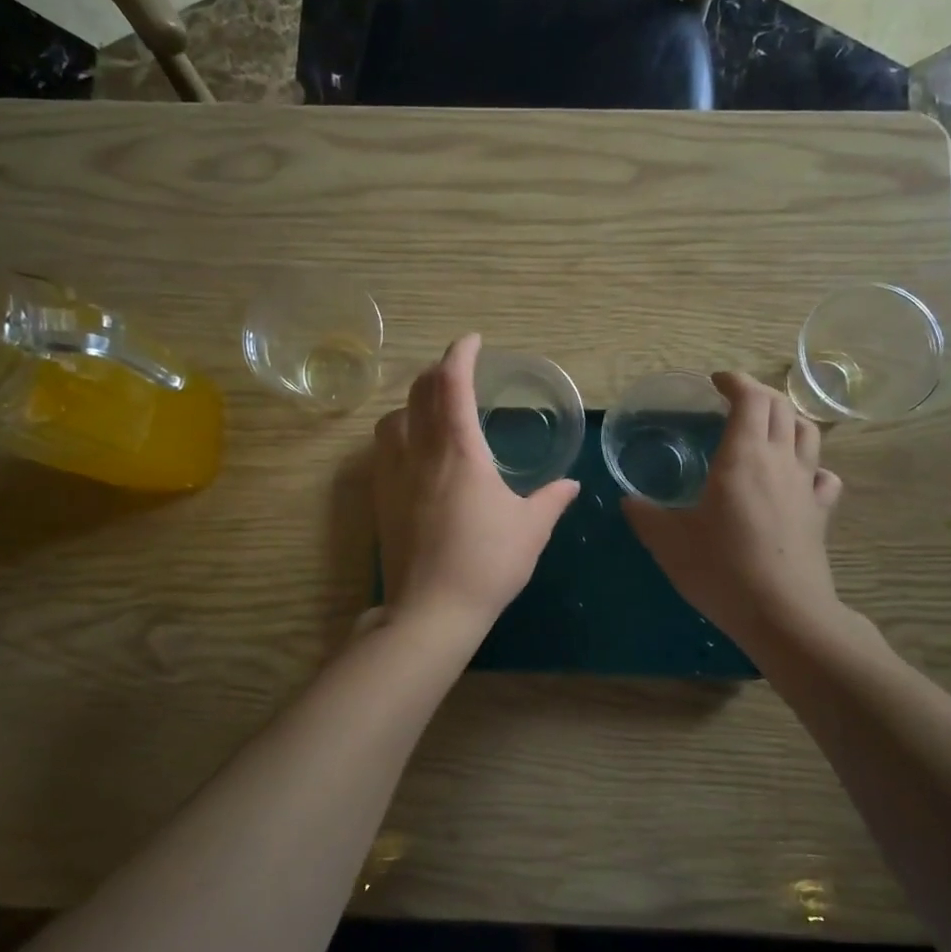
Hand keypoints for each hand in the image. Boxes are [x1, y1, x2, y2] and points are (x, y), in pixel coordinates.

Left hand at [373, 334, 579, 639]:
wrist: (431, 610)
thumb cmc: (487, 564)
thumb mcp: (530, 529)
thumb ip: (550, 500)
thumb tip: (570, 485)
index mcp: (460, 451)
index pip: (453, 384)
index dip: (461, 354)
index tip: (472, 341)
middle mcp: (421, 452)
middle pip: (419, 392)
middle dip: (437, 371)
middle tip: (458, 371)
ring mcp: (394, 474)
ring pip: (393, 417)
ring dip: (412, 401)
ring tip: (432, 409)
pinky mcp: (380, 498)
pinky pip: (383, 448)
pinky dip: (398, 432)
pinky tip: (413, 450)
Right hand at [622, 372, 843, 648]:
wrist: (783, 614)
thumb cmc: (721, 569)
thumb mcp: (669, 542)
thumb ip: (645, 515)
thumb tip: (629, 501)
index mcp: (743, 456)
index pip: (750, 398)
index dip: (735, 381)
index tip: (716, 381)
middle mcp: (779, 460)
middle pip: (781, 407)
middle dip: (758, 394)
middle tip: (734, 400)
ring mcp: (806, 486)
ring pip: (808, 433)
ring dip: (787, 419)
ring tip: (767, 426)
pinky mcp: (820, 513)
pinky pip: (823, 475)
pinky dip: (810, 464)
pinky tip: (797, 476)